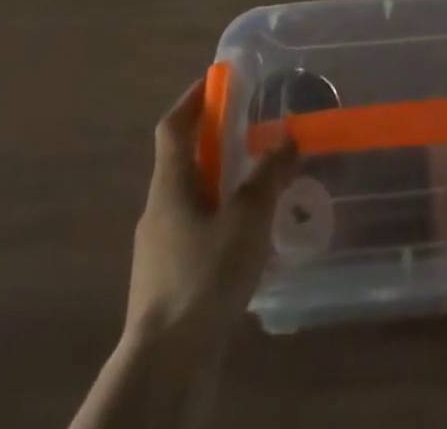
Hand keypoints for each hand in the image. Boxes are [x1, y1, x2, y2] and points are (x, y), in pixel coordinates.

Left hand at [125, 78, 298, 350]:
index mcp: (169, 185)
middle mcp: (159, 210)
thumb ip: (268, 174)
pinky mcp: (169, 285)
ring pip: (191, 202)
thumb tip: (287, 136)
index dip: (193, 98)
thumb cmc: (202, 277)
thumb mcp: (246, 218)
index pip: (174, 126)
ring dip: (220, 187)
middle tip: (252, 133)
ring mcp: (160, 251)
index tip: (217, 80)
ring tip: (260, 189)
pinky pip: (196, 237)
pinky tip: (248, 243)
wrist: (164, 366)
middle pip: (183, 162)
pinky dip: (220, 225)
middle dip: (215, 143)